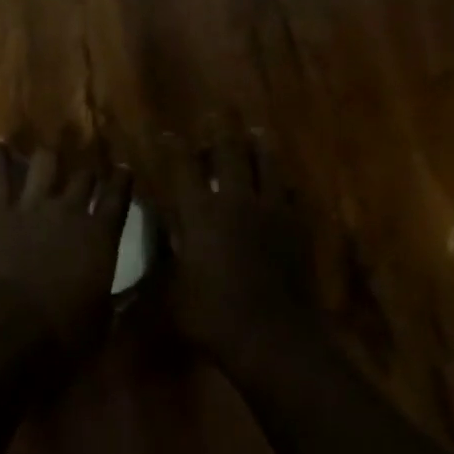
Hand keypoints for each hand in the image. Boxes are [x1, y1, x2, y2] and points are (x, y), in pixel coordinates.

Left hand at [0, 144, 132, 356]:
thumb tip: (118, 296)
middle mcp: (70, 211)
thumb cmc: (63, 336)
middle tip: (85, 174)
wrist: (9, 330)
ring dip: (48, 159)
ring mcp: (32, 207)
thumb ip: (110, 298)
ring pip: (45, 164)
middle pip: (83, 177)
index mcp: (101, 236)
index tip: (123, 170)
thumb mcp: (101, 321)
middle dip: (86, 173)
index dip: (121, 181)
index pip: (118, 197)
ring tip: (47, 156)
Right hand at [160, 127, 320, 372]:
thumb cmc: (213, 318)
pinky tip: (284, 181)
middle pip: (228, 152)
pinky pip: (291, 192)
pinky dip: (284, 182)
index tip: (167, 135)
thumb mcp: (172, 292)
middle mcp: (235, 200)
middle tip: (217, 114)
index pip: (183, 167)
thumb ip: (165, 259)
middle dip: (219, 131)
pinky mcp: (296, 226)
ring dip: (258, 145)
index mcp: (200, 213)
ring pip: (266, 163)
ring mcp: (270, 210)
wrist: (274, 338)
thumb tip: (157, 239)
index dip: (173, 148)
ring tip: (256, 133)